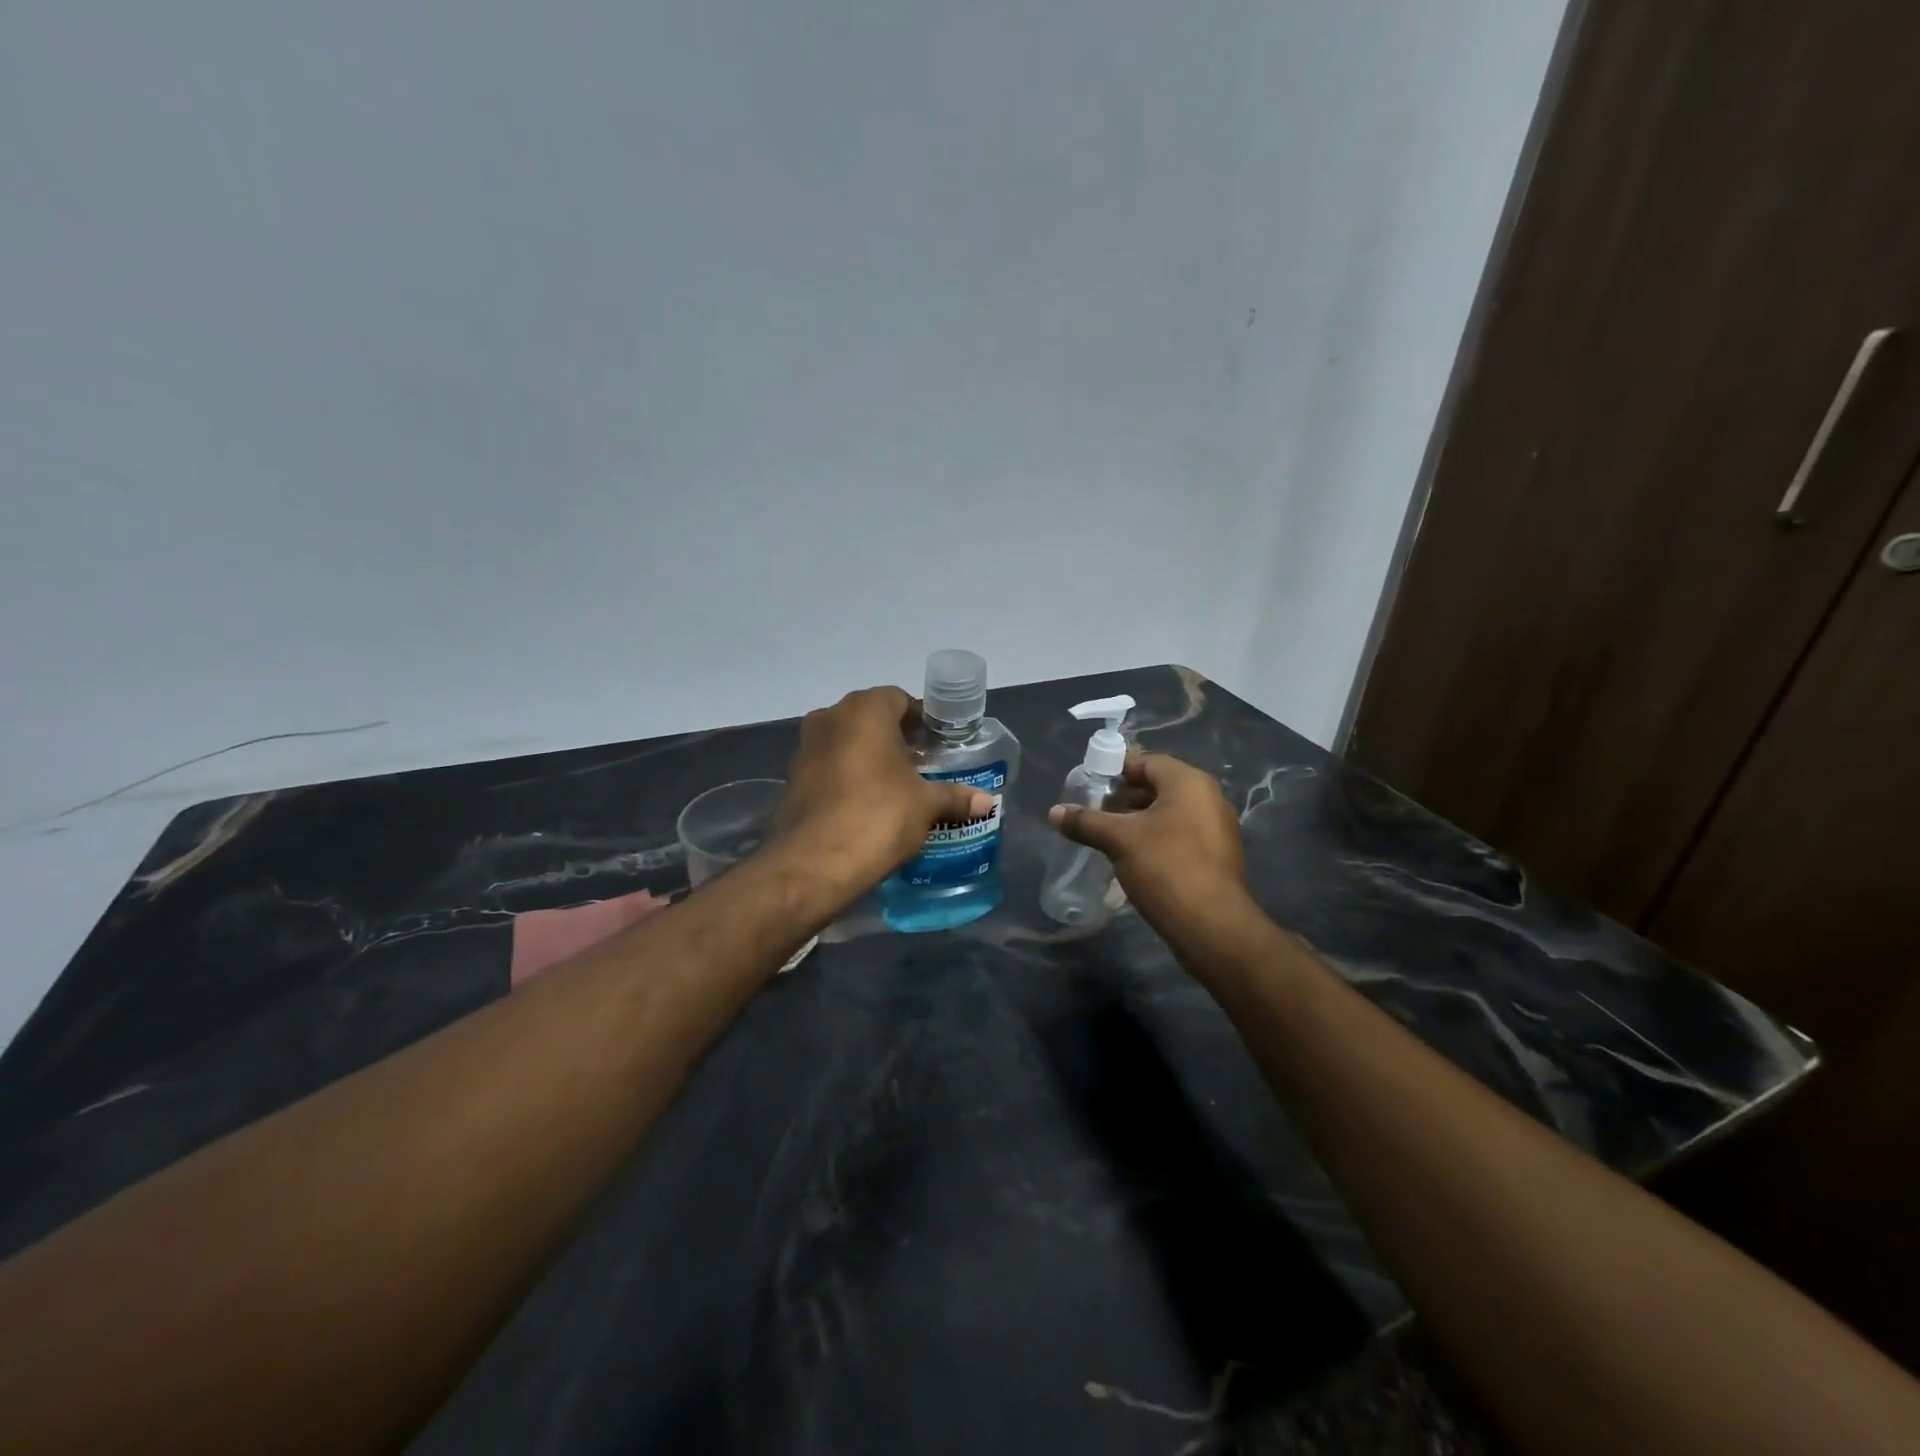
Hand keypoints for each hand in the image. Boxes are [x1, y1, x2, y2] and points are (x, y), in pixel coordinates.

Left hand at [767, 686, 993, 899]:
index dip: (921, 719)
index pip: (899, 699)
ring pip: (847, 741)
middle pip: (871, 718)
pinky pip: (829, 766)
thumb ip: (955, 796)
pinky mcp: (793, 778)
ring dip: (871, 756)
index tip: (938, 744)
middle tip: (922, 764)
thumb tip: (986, 802)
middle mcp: (830, 718)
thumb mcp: (925, 805)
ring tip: (898, 786)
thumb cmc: (878, 816)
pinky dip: (849, 776)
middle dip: (897, 737)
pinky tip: (868, 804)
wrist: (813, 863)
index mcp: (864, 711)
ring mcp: (806, 748)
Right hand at [1048, 752, 1249, 937]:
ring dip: (1138, 820)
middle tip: (1094, 811)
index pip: (1147, 762)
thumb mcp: (1119, 840)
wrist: (1212, 926)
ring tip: (1107, 835)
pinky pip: (1179, 835)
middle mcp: (1208, 798)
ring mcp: (1216, 828)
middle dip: (1124, 798)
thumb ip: (1086, 822)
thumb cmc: (1165, 868)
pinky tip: (1132, 857)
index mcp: (1189, 783)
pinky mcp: (1216, 856)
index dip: (1115, 771)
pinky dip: (1155, 839)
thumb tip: (1054, 812)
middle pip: (1158, 787)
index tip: (1089, 786)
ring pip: (1168, 813)